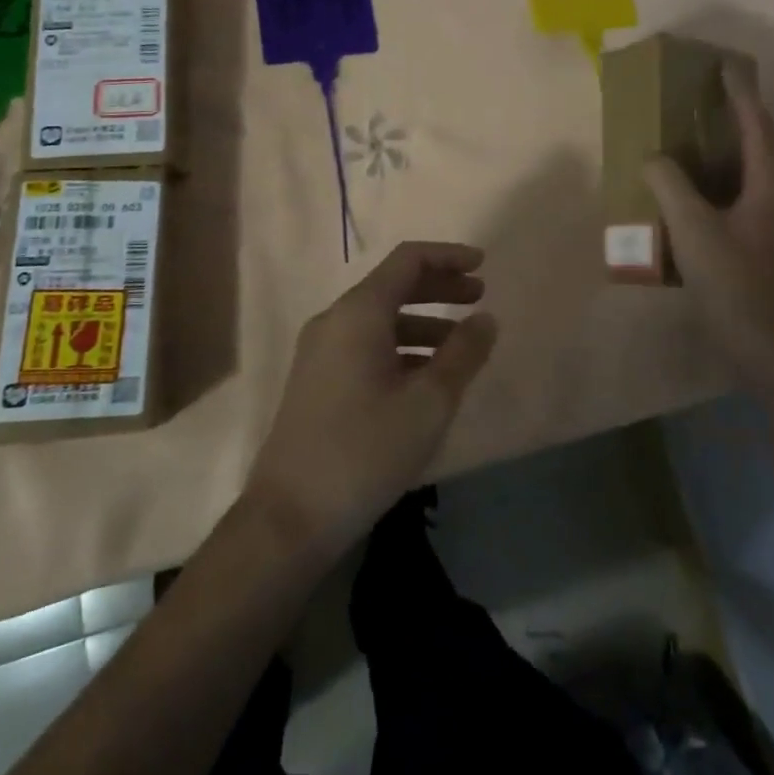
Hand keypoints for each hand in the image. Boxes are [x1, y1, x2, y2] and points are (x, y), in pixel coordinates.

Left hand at [246, 242, 496, 559]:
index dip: (448, 256)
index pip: (408, 260)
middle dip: (439, 287)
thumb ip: (463, 354)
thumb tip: (486, 319)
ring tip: (461, 346)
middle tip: (479, 299)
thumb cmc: (364, 451)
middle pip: (394, 286)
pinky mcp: (316, 381)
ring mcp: (320, 352)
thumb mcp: (428, 403)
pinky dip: (401, 347)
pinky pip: (366, 345)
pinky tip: (426, 378)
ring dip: (423, 322)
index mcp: (358, 313)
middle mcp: (334, 321)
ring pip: (380, 319)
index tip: (483, 265)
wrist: (288, 518)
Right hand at [645, 64, 773, 393]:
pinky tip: (724, 200)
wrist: (772, 347)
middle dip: (752, 123)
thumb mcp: (690, 229)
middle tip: (719, 115)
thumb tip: (655, 158)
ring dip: (753, 154)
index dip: (741, 93)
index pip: (758, 124)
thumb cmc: (733, 283)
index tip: (726, 66)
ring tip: (717, 153)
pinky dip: (752, 182)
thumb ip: (669, 184)